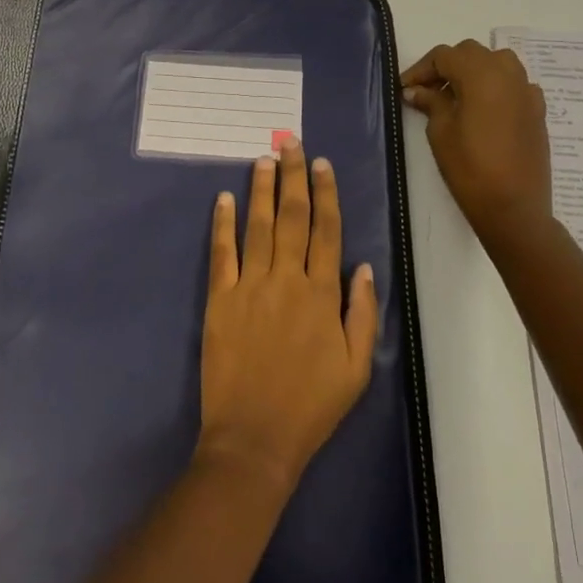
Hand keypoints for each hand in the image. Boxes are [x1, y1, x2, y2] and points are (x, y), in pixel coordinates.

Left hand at [197, 139, 378, 490]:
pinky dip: (222, 224)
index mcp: (322, 294)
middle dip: (293, 176)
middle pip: (293, 217)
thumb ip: (362, 312)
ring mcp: (250, 286)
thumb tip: (362, 266)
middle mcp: (287, 279)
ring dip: (261, 190)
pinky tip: (223, 199)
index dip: (326, 193)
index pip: (327, 230)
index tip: (322, 164)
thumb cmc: (311, 406)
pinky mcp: (219, 300)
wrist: (254, 439)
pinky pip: (222, 253)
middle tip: (291, 143)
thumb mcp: (356, 368)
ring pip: (258, 226)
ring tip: (263, 159)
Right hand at [401, 40, 552, 244]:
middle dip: (447, 66)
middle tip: (427, 91)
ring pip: (497, 62)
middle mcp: (508, 73)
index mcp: (481, 74)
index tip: (405, 88)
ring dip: (474, 71)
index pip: (445, 55)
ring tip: (456, 96)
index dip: (421, 68)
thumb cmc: (470, 168)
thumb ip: (431, 102)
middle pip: (472, 53)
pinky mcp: (538, 109)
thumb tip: (417, 90)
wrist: (514, 208)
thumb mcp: (441, 132)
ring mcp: (527, 90)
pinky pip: (514, 84)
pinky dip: (496, 87)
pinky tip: (484, 109)